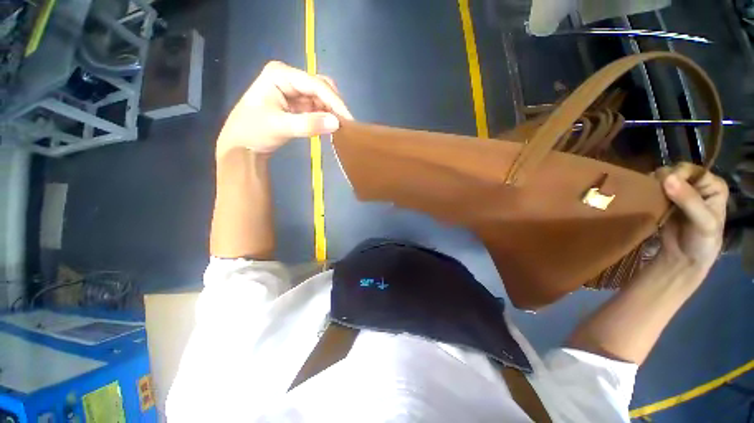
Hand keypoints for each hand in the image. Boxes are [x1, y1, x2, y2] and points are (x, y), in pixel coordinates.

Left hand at [217, 61, 352, 156]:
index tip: (348, 120)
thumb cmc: (254, 131)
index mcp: (281, 74)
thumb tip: (337, 123)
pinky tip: (329, 127)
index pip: (315, 84)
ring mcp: (294, 90)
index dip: (334, 101)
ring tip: (340, 128)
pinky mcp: (297, 103)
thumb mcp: (281, 127)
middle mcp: (289, 78)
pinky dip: (325, 117)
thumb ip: (308, 125)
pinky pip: (317, 107)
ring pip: (321, 98)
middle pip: (321, 88)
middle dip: (334, 106)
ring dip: (331, 112)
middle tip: (345, 125)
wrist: (243, 145)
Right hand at [656, 163, 727, 273]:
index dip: (678, 175)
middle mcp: (696, 184)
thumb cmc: (701, 242)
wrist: (684, 259)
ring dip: (652, 186)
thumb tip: (667, 178)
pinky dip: (646, 192)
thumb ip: (689, 200)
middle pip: (674, 171)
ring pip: (660, 179)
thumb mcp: (703, 222)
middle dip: (663, 180)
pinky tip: (644, 199)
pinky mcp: (663, 200)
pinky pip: (652, 189)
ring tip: (649, 198)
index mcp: (712, 185)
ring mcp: (678, 191)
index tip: (666, 187)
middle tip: (656, 195)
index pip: (691, 170)